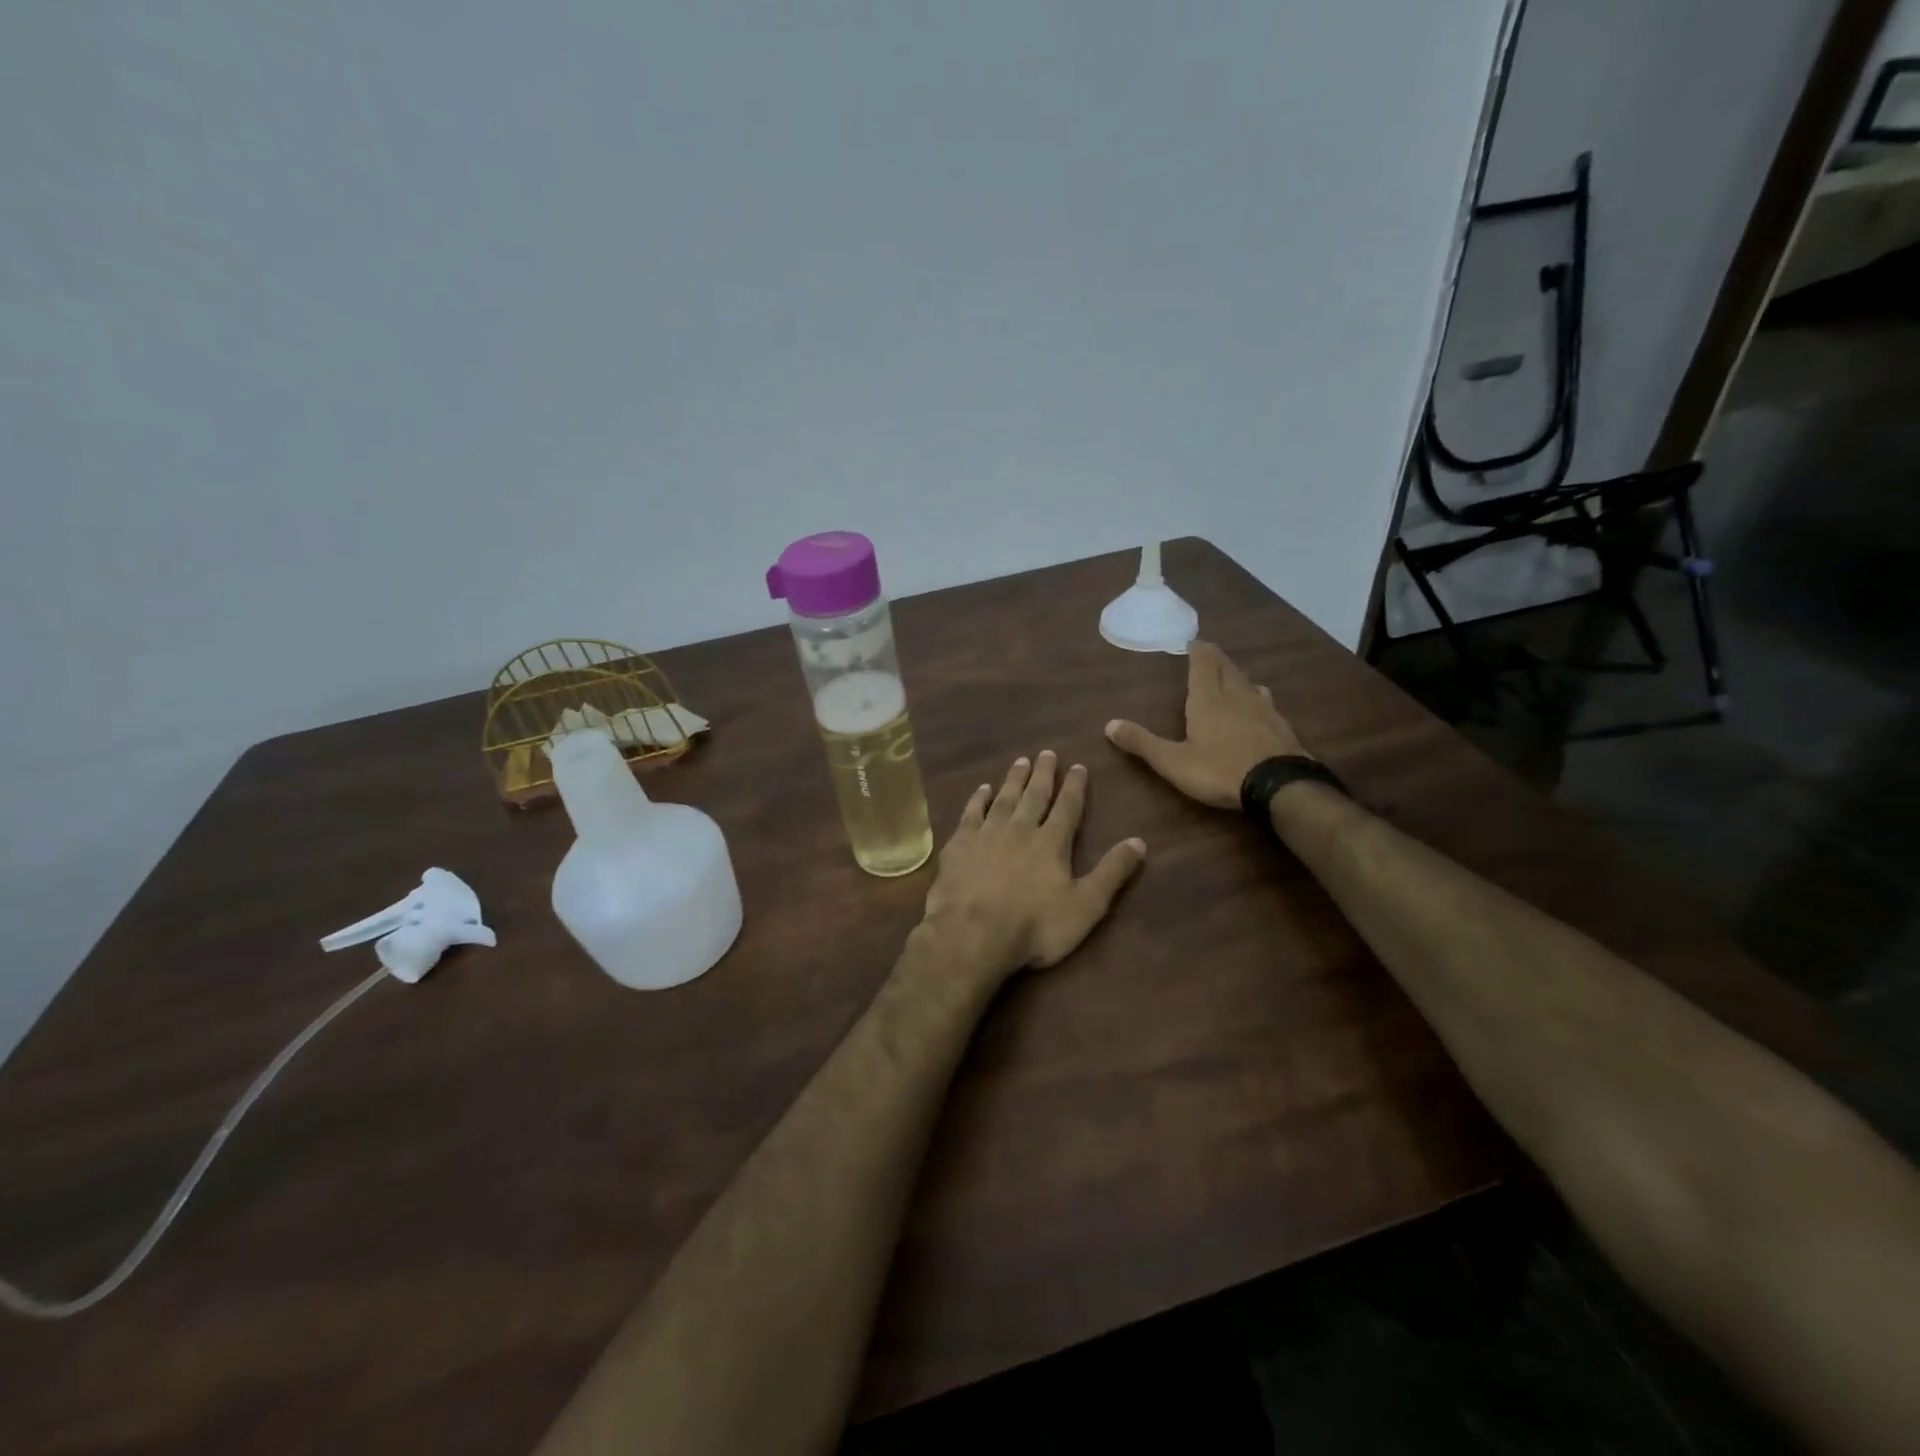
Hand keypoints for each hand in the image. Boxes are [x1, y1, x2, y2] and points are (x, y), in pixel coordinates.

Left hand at [921, 751, 1145, 980]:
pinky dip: (978, 799)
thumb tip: (1140, 841)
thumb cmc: (1035, 926)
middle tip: (1047, 752)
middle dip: (1043, 773)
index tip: (1078, 766)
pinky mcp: (959, 844)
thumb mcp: (1086, 906)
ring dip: (1013, 779)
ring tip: (1020, 761)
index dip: (1075, 786)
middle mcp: (1020, 829)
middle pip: (1034, 795)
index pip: (1068, 807)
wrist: (973, 933)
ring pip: (1004, 798)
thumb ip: (1112, 872)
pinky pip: (971, 813)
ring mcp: (987, 834)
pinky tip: (982, 789)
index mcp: (1051, 843)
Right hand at [1105, 641, 1309, 808]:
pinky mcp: (1282, 725)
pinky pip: (1265, 702)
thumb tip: (1109, 724)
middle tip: (1207, 654)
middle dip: (1216, 659)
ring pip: (1248, 683)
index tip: (1192, 642)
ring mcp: (1263, 709)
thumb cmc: (1219, 771)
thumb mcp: (1173, 762)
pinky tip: (1258, 707)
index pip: (1203, 663)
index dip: (1198, 650)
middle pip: (1227, 668)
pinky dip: (1255, 697)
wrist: (1279, 785)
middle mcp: (1236, 696)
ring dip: (1236, 677)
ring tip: (1230, 678)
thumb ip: (1142, 743)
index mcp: (1208, 699)